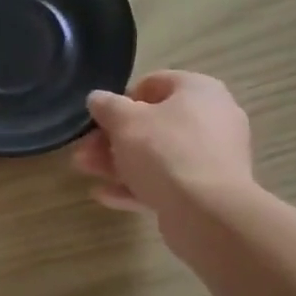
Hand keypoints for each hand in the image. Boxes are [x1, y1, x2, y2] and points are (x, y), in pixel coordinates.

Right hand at [72, 72, 252, 221]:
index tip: (99, 118)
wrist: (208, 212)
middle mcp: (211, 119)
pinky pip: (166, 182)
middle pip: (152, 124)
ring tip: (84, 170)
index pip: (155, 83)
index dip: (122, 99)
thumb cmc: (165, 151)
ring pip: (156, 156)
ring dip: (117, 162)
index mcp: (198, 91)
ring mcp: (211, 158)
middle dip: (112, 138)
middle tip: (83, 150)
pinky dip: (136, 186)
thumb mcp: (125, 121)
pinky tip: (103, 195)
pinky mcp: (207, 192)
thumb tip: (97, 98)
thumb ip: (107, 107)